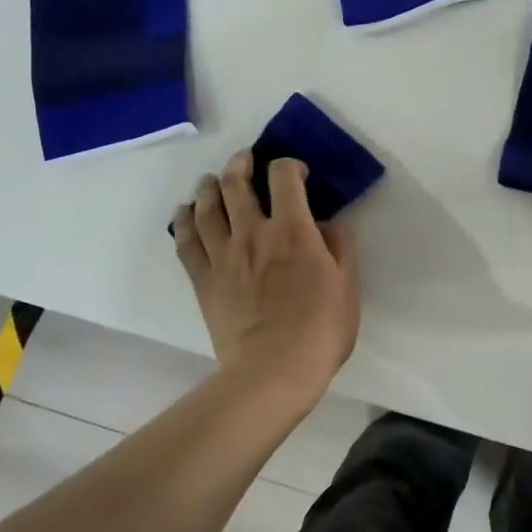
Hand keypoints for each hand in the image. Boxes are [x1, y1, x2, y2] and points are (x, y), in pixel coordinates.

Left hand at [174, 152, 359, 392]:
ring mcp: (223, 256)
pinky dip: (183, 222)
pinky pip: (185, 242)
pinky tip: (184, 213)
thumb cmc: (321, 328)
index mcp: (293, 230)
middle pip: (236, 184)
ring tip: (212, 181)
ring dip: (208, 186)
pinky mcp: (203, 280)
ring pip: (206, 207)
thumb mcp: (348, 284)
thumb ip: (340, 245)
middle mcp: (253, 233)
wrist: (274, 371)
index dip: (290, 165)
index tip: (298, 174)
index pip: (283, 177)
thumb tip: (328, 222)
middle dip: (240, 164)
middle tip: (245, 160)